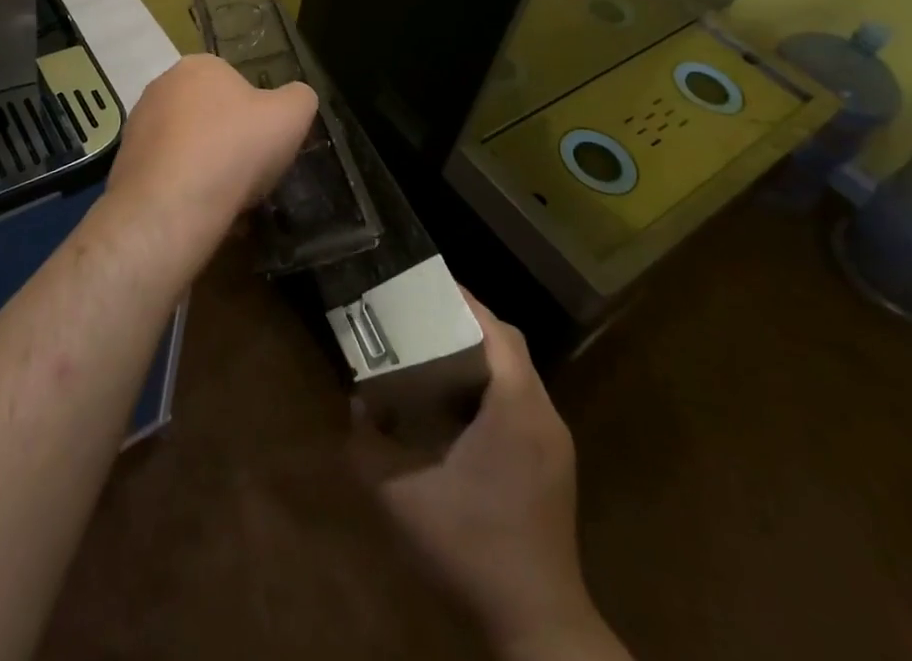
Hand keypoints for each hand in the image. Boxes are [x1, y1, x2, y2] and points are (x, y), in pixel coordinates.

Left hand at [105, 53, 315, 249]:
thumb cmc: (235, 148)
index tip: (266, 142)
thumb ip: (299, 98)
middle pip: (209, 113)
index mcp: (199, 66)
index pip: (235, 82)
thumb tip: (295, 98)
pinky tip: (201, 213)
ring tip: (228, 199)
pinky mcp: (124, 166)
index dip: (256, 114)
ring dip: (206, 166)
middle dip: (228, 139)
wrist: (170, 207)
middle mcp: (161, 87)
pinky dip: (185, 190)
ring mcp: (138, 127)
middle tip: (250, 170)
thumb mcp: (292, 115)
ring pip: (187, 146)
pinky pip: (167, 175)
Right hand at [354, 294, 627, 660]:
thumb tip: (355, 404)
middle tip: (425, 317)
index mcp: (515, 406)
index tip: (428, 285)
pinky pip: (525, 400)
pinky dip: (495, 385)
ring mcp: (555, 440)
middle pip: (510, 345)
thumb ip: (368, 446)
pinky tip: (461, 406)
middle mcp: (543, 413)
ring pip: (520, 373)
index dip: (465, 301)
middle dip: (470, 322)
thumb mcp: (402, 498)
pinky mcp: (556, 463)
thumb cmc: (471, 548)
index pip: (496, 330)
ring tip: (437, 352)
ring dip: (483, 354)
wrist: (538, 625)